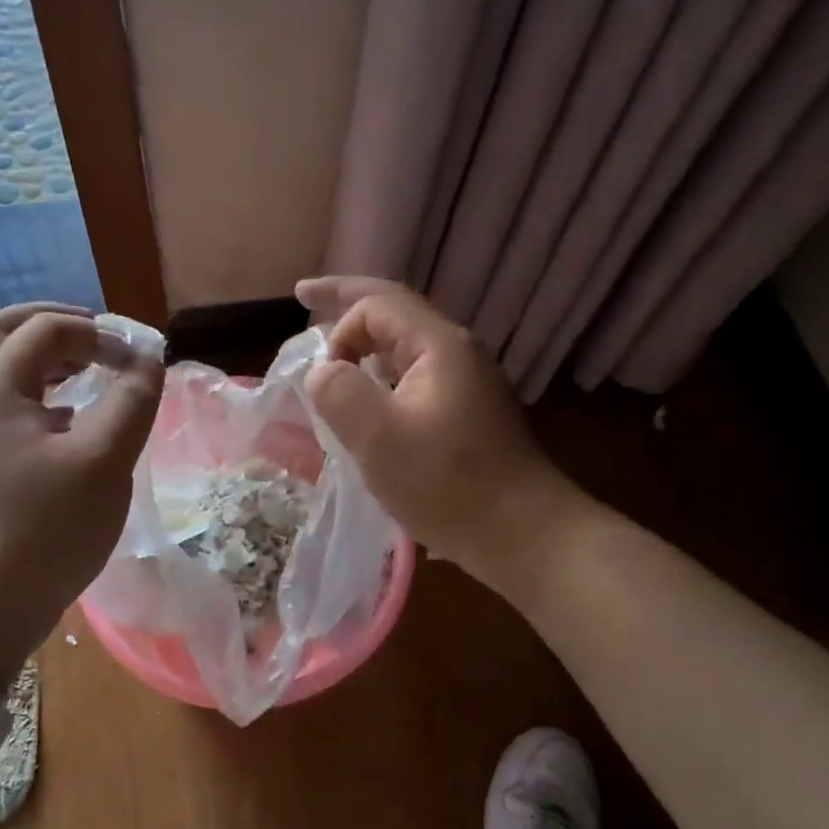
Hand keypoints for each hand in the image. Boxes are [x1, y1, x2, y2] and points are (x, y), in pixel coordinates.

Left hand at [0, 304, 163, 683]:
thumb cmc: (48, 528)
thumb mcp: (104, 460)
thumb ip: (132, 400)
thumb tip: (148, 358)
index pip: (46, 330)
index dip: (98, 333)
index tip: (138, 361)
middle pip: (2, 333)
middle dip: (55, 325)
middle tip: (98, 337)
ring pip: (4, 372)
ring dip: (49, 359)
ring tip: (94, 371)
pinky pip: (12, 407)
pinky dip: (45, 395)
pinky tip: (79, 421)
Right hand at [296, 277, 574, 589]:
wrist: (523, 534)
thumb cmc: (449, 485)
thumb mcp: (379, 439)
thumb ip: (340, 393)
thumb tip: (324, 371)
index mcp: (440, 346)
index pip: (378, 305)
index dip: (339, 326)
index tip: (324, 377)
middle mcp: (458, 352)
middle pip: (395, 312)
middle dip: (347, 302)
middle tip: (305, 293)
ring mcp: (468, 383)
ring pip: (405, 345)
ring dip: (366, 341)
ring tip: (333, 348)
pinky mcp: (468, 412)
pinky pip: (416, 374)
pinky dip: (383, 372)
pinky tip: (370, 395)